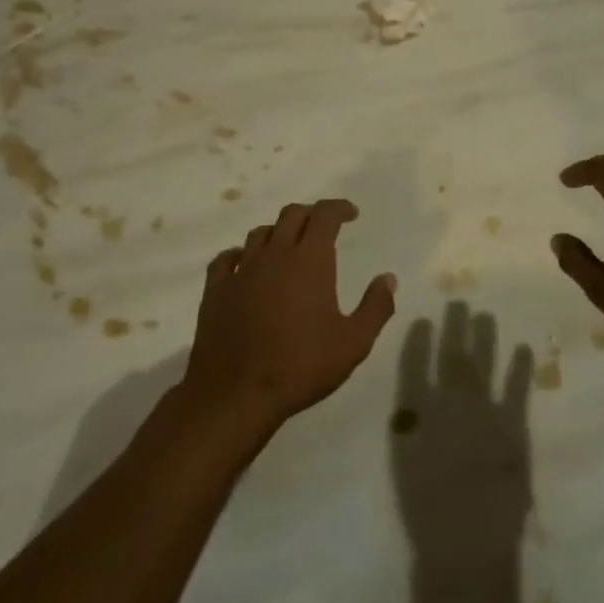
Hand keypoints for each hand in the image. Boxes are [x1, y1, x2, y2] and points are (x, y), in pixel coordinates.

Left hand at [182, 199, 397, 437]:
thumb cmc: (301, 367)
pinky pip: (226, 258)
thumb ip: (376, 307)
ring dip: (278, 232)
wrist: (235, 395)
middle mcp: (274, 255)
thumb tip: (388, 278)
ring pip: (260, 233)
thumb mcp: (353, 343)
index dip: (339, 208)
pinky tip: (246, 265)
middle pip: (292, 215)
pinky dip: (241, 254)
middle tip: (324, 228)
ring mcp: (241, 271)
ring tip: (288, 246)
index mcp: (309, 260)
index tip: (351, 214)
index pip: (324, 215)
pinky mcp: (215, 290)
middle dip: (311, 214)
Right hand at [391, 304, 532, 565]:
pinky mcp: (513, 429)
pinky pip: (516, 390)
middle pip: (451, 356)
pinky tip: (523, 348)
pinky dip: (520, 368)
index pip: (414, 366)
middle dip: (455, 327)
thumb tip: (414, 402)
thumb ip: (410, 429)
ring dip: (484, 338)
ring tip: (486, 314)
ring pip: (482, 364)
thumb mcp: (405, 466)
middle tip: (459, 301)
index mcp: (415, 414)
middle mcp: (448, 405)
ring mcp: (483, 414)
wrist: (466, 550)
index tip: (423, 318)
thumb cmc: (426, 514)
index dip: (419, 340)